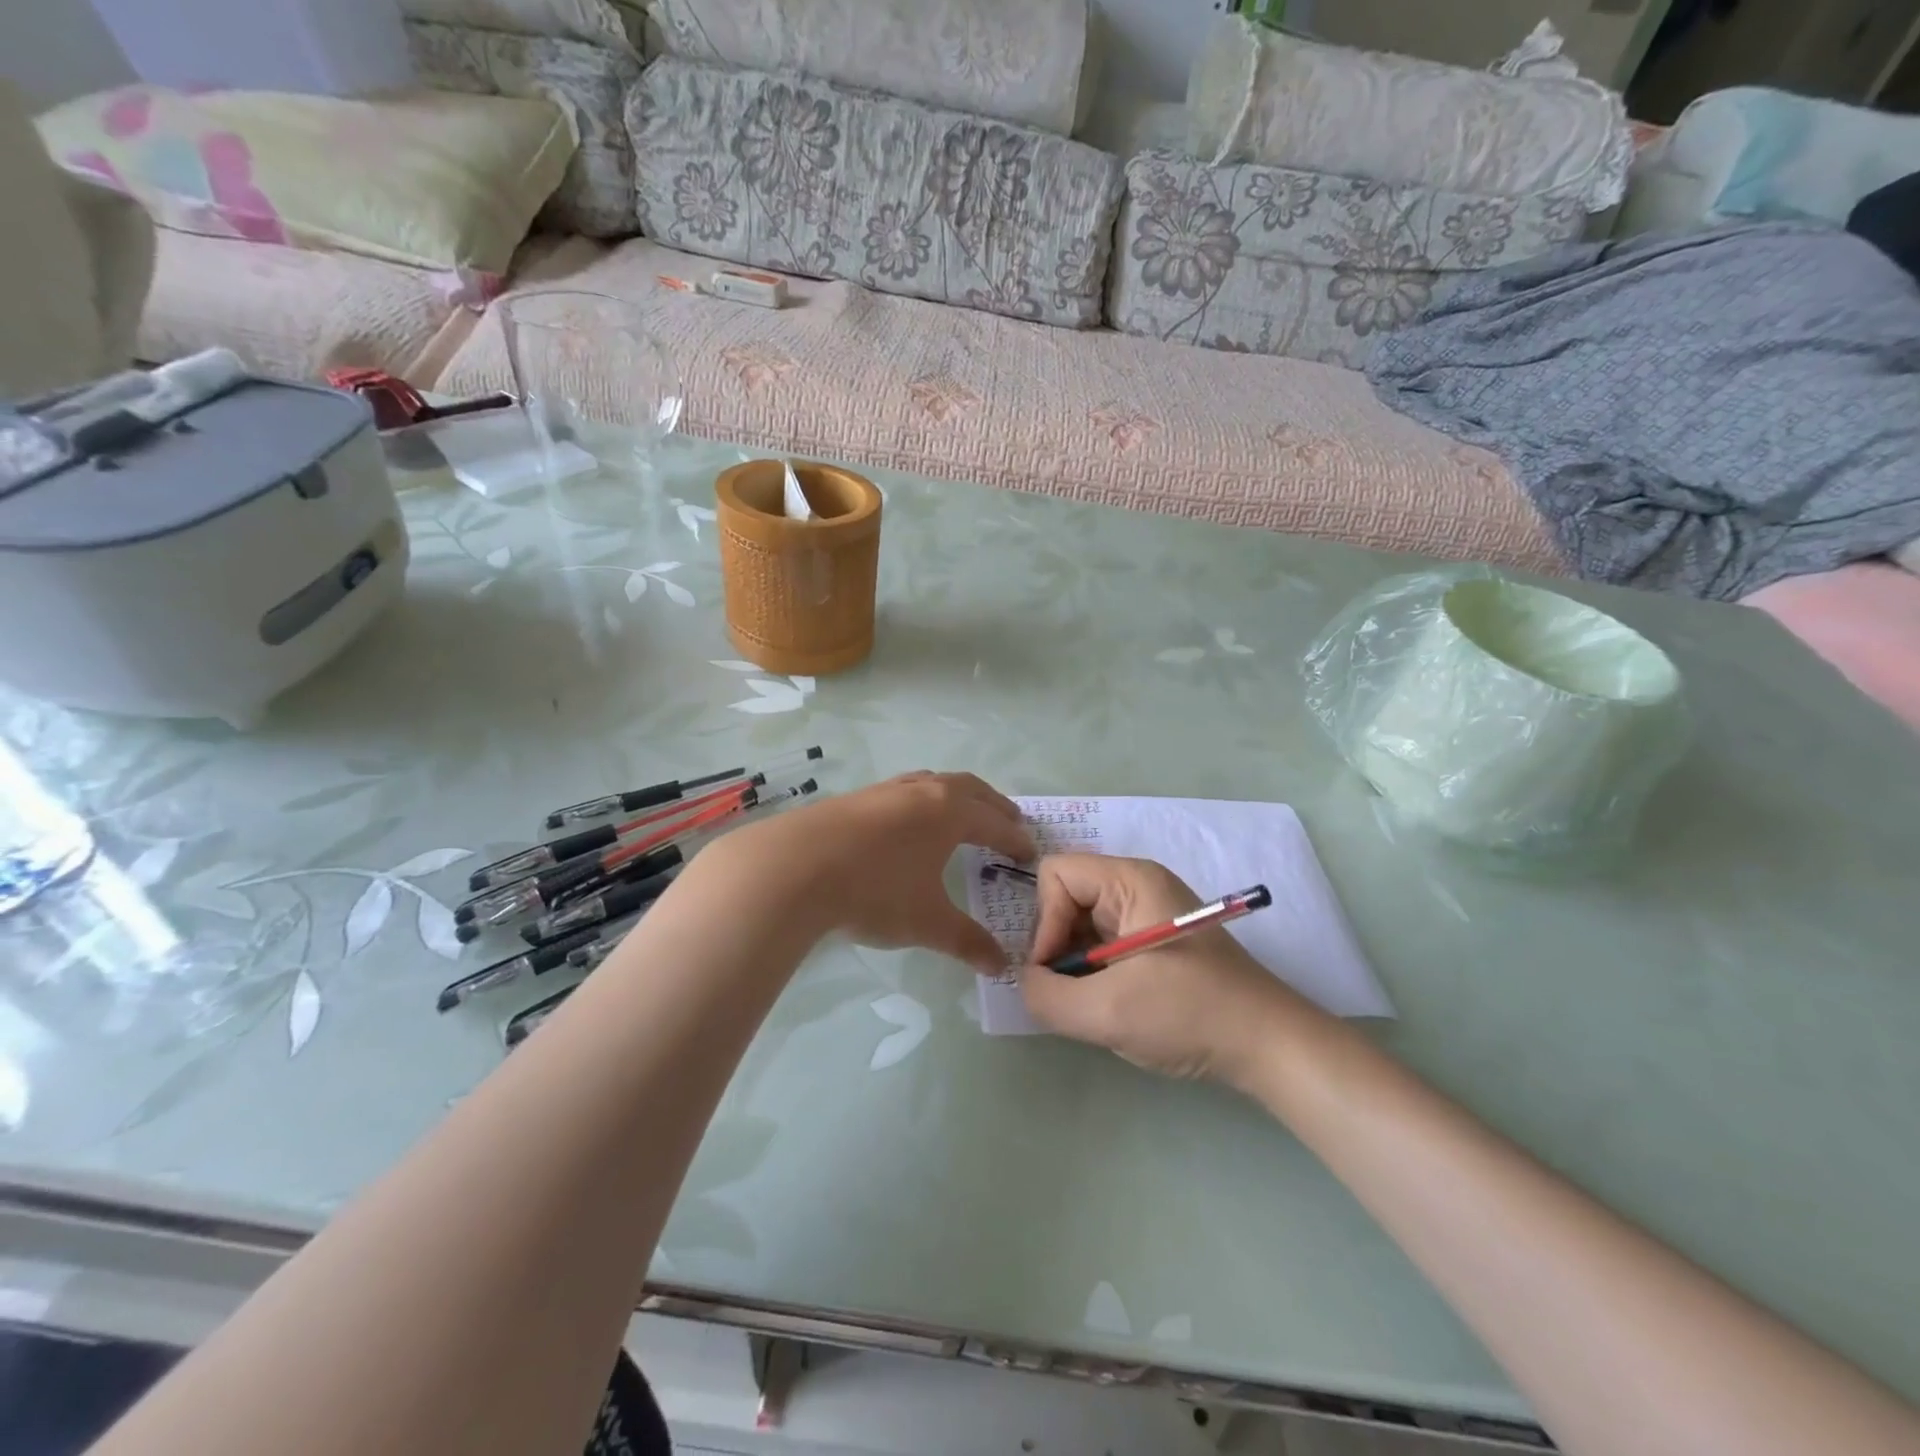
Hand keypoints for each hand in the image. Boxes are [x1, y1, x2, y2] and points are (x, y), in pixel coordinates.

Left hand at [713, 771, 1032, 972]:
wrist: (794, 868)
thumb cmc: (875, 891)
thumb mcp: (928, 923)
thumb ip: (967, 942)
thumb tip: (1000, 966)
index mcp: (949, 813)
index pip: (995, 823)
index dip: (1015, 839)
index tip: (1030, 853)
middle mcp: (922, 792)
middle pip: (970, 789)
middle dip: (993, 806)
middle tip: (1010, 821)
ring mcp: (886, 791)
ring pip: (933, 783)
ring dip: (957, 796)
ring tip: (962, 813)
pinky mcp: (855, 798)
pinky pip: (904, 791)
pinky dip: (922, 801)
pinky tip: (907, 822)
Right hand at [1020, 855, 1300, 1084]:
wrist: (1269, 1047)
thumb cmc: (1191, 1014)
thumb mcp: (1108, 1011)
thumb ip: (1047, 996)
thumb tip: (1026, 982)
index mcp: (1130, 880)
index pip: (1056, 874)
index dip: (1043, 921)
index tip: (1054, 971)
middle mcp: (1137, 886)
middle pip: (1066, 898)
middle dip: (1057, 946)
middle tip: (1069, 993)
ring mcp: (1148, 914)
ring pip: (1081, 925)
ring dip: (1074, 966)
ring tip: (1092, 1005)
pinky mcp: (1154, 942)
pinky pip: (1102, 945)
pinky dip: (1093, 975)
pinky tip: (1111, 1006)